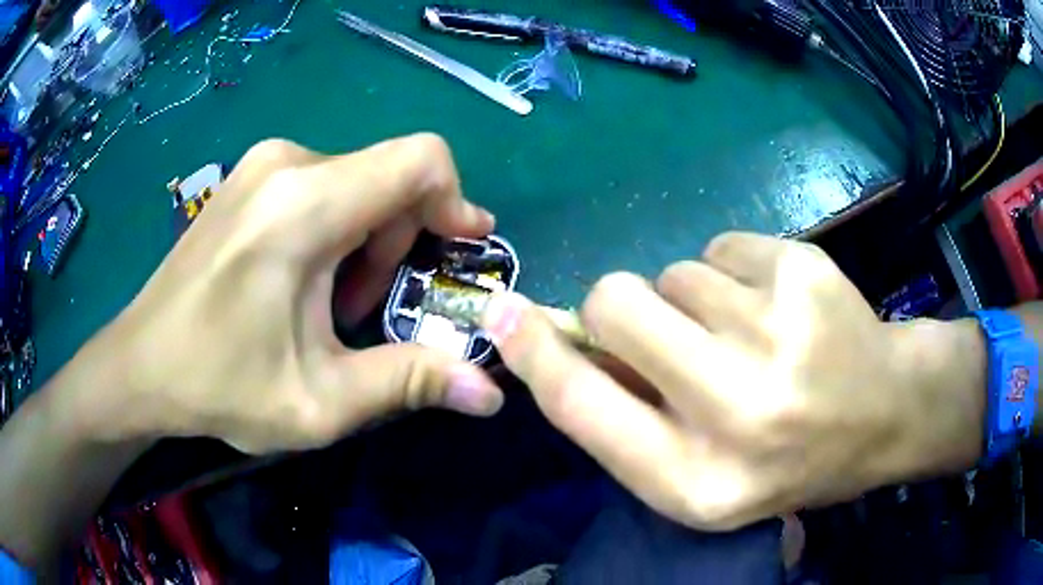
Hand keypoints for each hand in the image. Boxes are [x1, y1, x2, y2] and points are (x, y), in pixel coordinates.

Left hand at [79, 134, 503, 452]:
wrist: (141, 364)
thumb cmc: (220, 385)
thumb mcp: (320, 401)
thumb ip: (410, 384)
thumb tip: (491, 393)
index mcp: (303, 205)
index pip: (419, 160)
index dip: (455, 201)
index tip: (457, 251)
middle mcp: (287, 163)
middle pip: (390, 177)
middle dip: (399, 243)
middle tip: (366, 311)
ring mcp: (263, 163)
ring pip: (359, 181)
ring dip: (367, 241)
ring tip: (330, 305)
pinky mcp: (251, 176)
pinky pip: (326, 183)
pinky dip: (338, 228)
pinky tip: (304, 281)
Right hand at [484, 232, 984, 529]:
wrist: (885, 412)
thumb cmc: (788, 458)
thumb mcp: (702, 474)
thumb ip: (627, 419)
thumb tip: (558, 343)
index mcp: (698, 481)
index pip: (583, 405)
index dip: (534, 352)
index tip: (502, 312)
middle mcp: (737, 410)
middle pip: (616, 303)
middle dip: (621, 309)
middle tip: (667, 331)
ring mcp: (780, 330)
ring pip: (674, 271)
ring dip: (691, 300)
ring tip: (746, 335)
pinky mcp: (804, 268)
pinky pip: (722, 247)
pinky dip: (735, 273)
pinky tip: (778, 309)